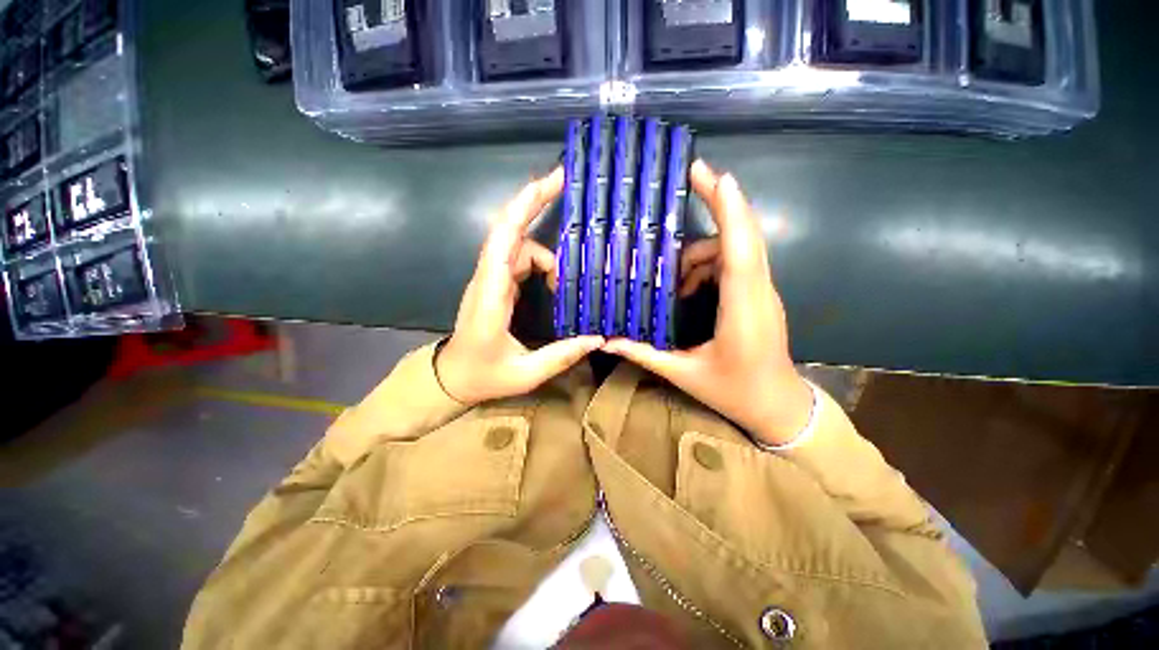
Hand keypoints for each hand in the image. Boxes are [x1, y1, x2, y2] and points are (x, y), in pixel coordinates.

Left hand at [436, 168, 603, 404]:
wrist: (451, 378)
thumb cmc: (483, 376)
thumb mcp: (526, 373)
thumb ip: (562, 355)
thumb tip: (598, 338)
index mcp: (492, 296)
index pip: (505, 239)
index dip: (525, 206)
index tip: (553, 183)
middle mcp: (488, 278)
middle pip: (509, 228)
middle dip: (534, 200)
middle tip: (564, 182)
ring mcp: (490, 278)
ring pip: (519, 245)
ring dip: (547, 254)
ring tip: (566, 283)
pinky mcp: (495, 283)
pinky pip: (519, 260)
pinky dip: (541, 264)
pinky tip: (555, 284)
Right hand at [602, 161, 812, 445]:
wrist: (779, 406)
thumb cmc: (735, 392)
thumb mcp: (685, 375)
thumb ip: (645, 354)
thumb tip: (608, 341)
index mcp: (742, 310)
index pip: (740, 250)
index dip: (729, 210)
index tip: (713, 176)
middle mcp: (758, 292)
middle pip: (744, 235)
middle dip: (721, 201)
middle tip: (692, 177)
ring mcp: (762, 292)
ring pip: (736, 248)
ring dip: (702, 249)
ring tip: (672, 274)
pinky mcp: (758, 296)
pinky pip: (736, 264)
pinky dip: (709, 264)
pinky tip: (687, 287)